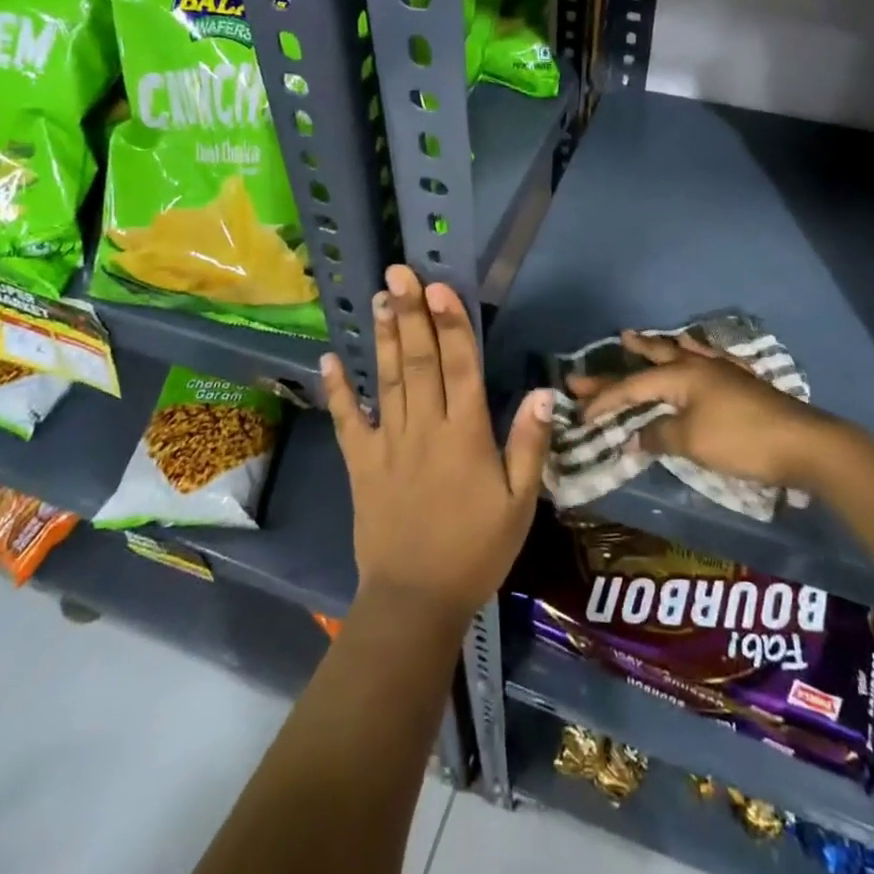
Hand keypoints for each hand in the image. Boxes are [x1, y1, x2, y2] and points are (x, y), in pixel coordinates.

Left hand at [323, 265, 552, 630]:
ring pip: (387, 380)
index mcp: (466, 435)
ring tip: (378, 298)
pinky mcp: (361, 463)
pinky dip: (337, 390)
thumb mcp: (520, 504)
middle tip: (398, 272)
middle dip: (411, 313)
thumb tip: (545, 391)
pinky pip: (346, 421)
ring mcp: (388, 444)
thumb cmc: (477, 550)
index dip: (451, 324)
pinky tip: (328, 358)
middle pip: (419, 361)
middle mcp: (425, 428)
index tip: (438, 287)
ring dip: (384, 337)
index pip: (460, 367)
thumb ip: (530, 445)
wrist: (416, 600)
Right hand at [570, 330, 833, 488]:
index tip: (581, 412)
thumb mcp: (692, 442)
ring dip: (659, 346)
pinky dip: (694, 353)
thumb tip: (635, 436)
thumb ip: (659, 436)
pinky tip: (697, 353)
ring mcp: (723, 371)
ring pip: (683, 352)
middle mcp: (699, 365)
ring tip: (639, 337)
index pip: (633, 387)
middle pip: (655, 358)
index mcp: (682, 376)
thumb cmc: (741, 441)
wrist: (804, 444)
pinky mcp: (743, 382)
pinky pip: (709, 359)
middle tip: (605, 344)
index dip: (605, 400)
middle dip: (628, 355)